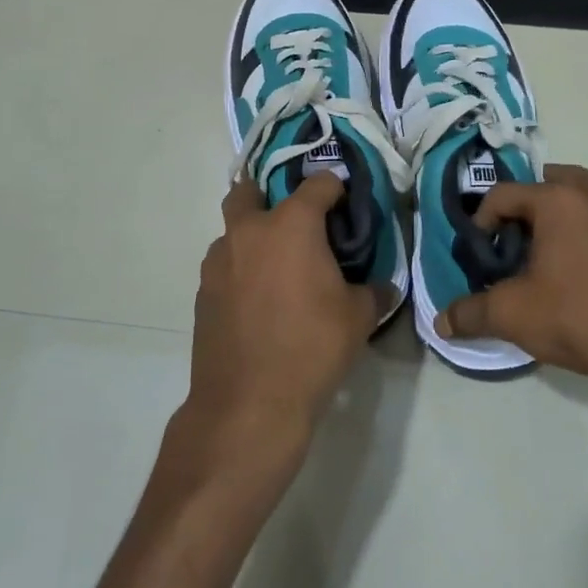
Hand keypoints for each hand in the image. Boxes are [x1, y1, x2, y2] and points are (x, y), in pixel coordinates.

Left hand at [182, 172, 378, 462]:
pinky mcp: (203, 291)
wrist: (249, 403)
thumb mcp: (359, 318)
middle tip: (295, 223)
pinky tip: (258, 299)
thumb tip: (383, 286)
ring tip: (277, 267)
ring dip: (252, 236)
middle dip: (270, 195)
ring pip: (233, 230)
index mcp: (291, 224)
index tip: (346, 203)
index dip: (336, 188)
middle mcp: (250, 231)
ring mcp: (219, 260)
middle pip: (250, 191)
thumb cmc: (312, 348)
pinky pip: (224, 265)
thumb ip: (374, 291)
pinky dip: (240, 269)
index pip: (318, 183)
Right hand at [435, 164, 587, 413]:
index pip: (505, 193)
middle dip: (529, 204)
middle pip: (553, 181)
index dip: (483, 219)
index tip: (481, 252)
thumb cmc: (578, 318)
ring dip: (566, 216)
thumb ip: (471, 313)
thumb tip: (441, 323)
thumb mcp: (513, 315)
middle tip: (516, 239)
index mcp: (559, 201)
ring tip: (553, 256)